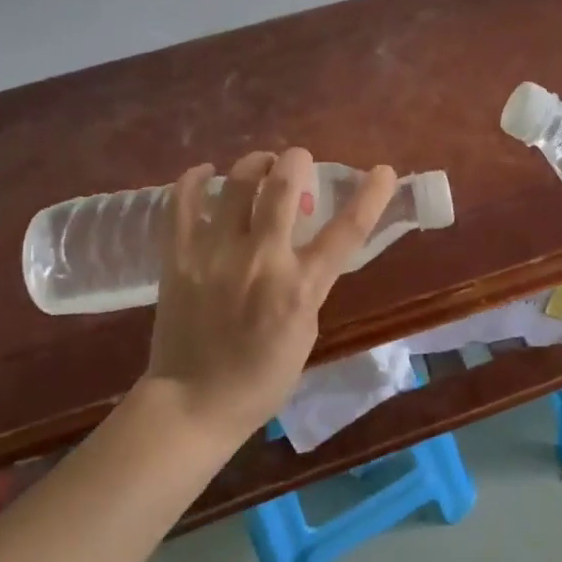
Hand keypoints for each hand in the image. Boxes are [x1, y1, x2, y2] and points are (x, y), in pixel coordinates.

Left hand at [145, 148, 397, 444]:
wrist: (193, 402)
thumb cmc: (262, 376)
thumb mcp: (306, 330)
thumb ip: (309, 282)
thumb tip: (303, 244)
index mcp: (301, 287)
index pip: (347, 230)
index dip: (371, 196)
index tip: (383, 171)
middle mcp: (261, 260)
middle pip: (282, 186)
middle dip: (296, 160)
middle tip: (298, 159)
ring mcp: (214, 254)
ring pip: (235, 183)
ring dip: (254, 163)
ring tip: (259, 165)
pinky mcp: (177, 256)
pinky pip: (182, 202)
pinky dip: (194, 179)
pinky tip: (206, 173)